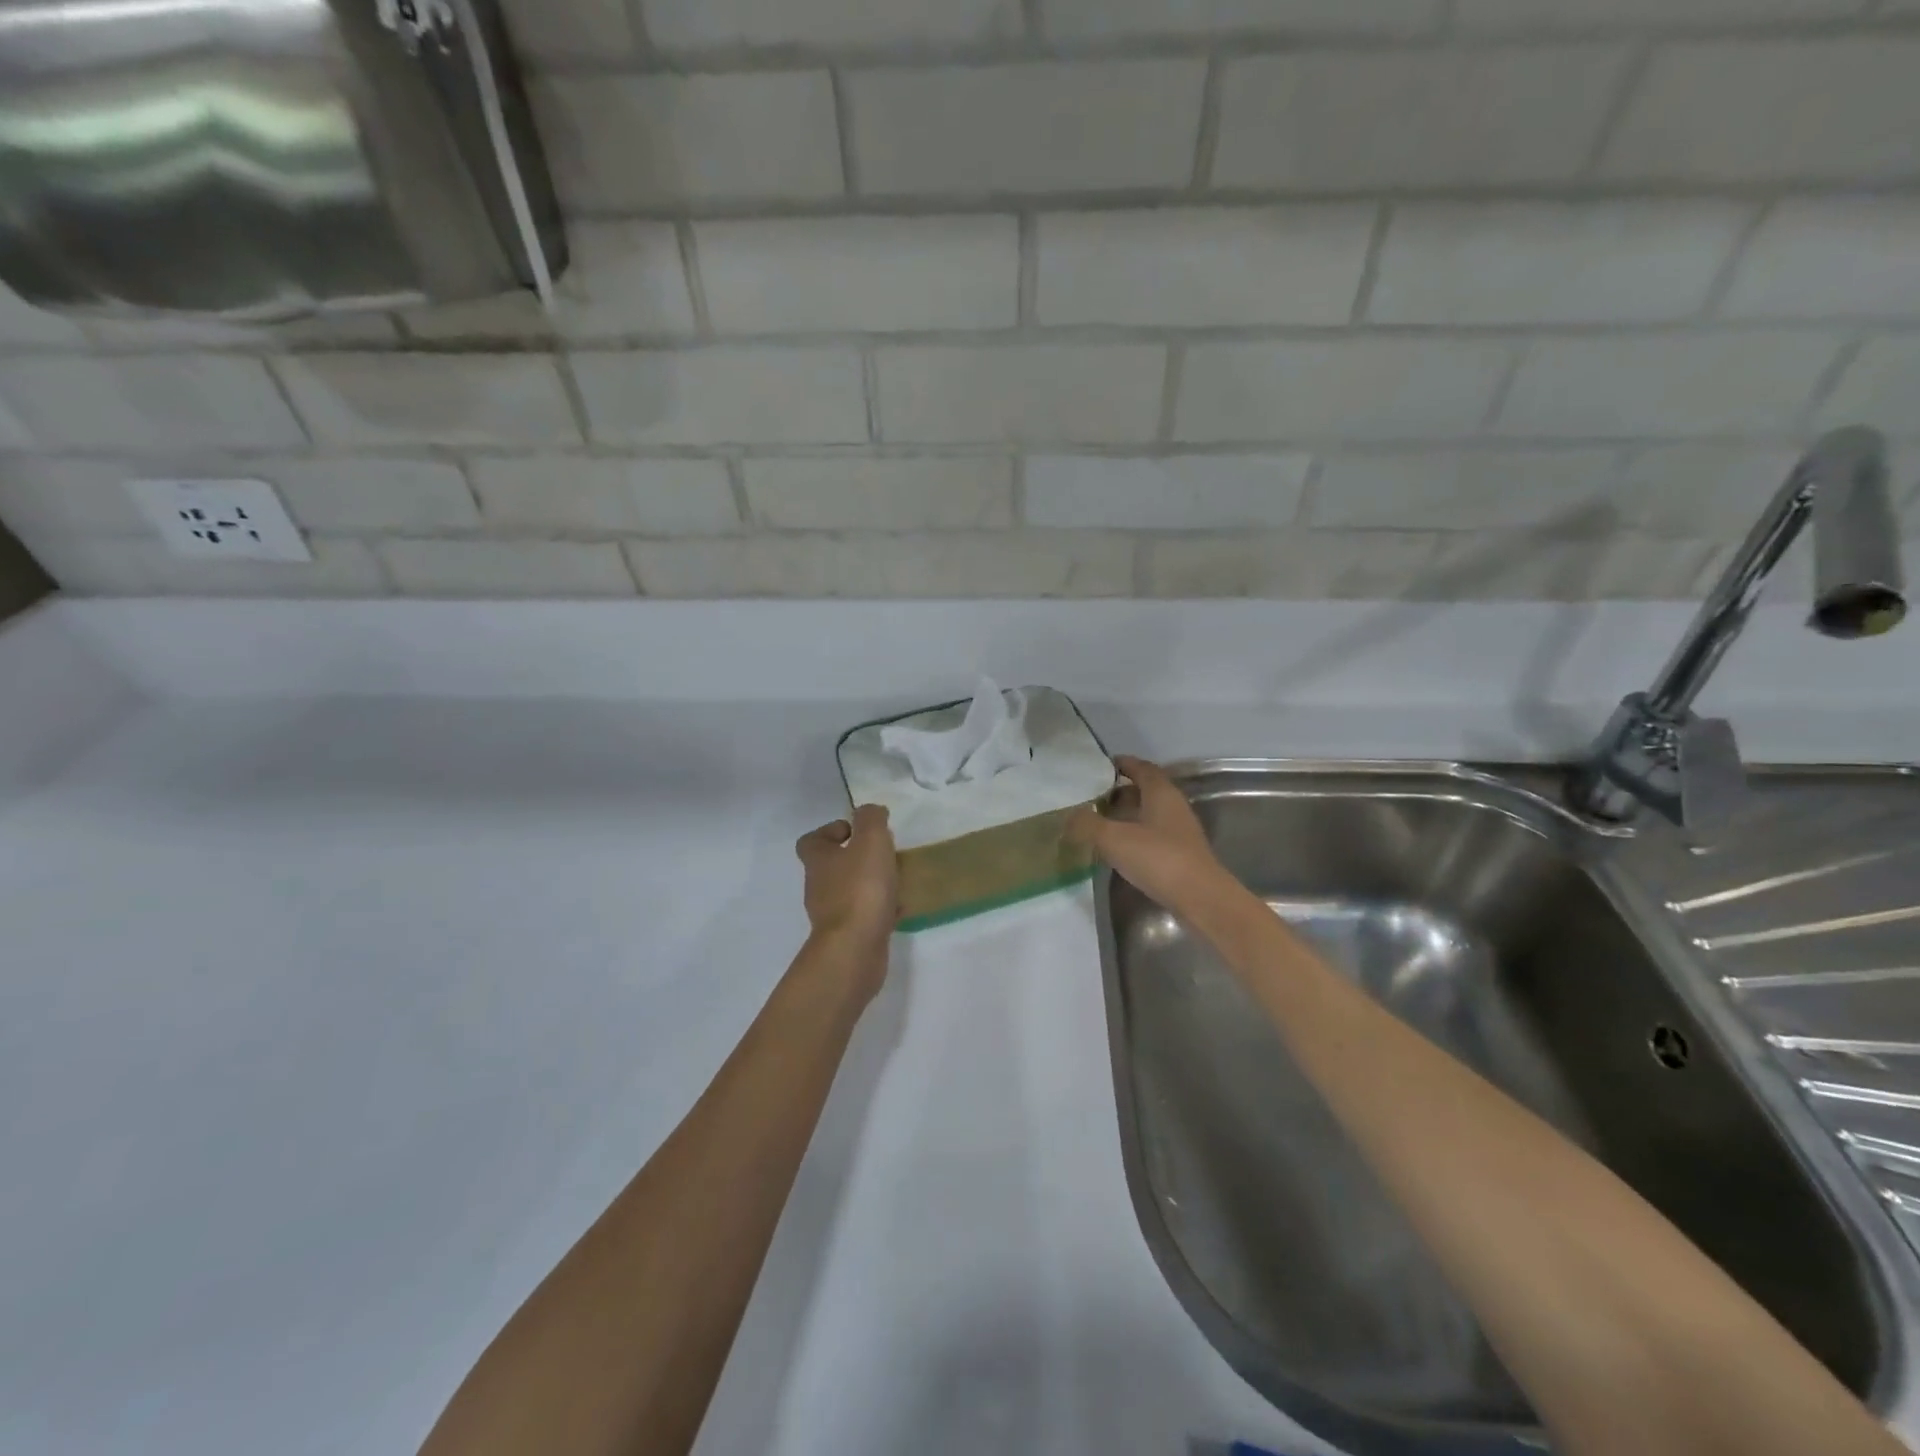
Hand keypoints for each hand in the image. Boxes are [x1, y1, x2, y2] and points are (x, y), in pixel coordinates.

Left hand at [796, 804, 898, 981]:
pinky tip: (900, 908)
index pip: (812, 840)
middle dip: (857, 858)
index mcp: (818, 859)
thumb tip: (870, 811)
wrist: (855, 949)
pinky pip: (864, 915)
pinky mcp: (847, 936)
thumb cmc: (861, 888)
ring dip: (870, 883)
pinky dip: (879, 909)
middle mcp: (818, 886)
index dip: (832, 831)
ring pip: (850, 891)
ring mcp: (831, 914)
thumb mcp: (871, 840)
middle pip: (833, 865)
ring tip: (897, 879)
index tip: (857, 832)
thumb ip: (871, 819)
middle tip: (884, 854)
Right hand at [1067, 756, 1226, 911]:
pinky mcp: (1181, 855)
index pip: (1142, 768)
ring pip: (1150, 814)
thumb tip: (1070, 816)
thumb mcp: (1113, 838)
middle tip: (1095, 797)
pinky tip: (1120, 849)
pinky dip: (1135, 835)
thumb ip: (1087, 824)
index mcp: (1161, 793)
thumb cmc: (1158, 858)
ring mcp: (1180, 832)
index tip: (1103, 766)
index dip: (1123, 764)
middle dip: (1122, 791)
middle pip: (1147, 790)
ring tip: (1102, 822)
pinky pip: (1154, 836)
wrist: (1200, 899)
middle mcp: (1174, 807)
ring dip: (1128, 815)